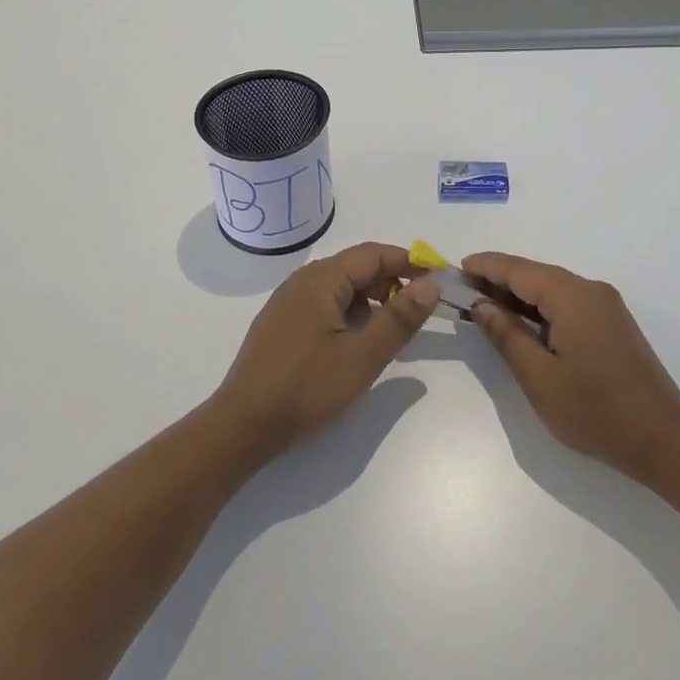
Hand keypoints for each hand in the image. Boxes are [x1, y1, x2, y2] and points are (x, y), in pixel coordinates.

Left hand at [211, 243, 439, 458]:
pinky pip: (323, 303)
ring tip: (390, 328)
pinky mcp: (281, 323)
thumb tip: (430, 285)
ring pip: (339, 286)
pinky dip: (348, 312)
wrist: (243, 425)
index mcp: (321, 280)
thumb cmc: (306, 388)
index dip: (408, 262)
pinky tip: (356, 341)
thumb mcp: (362, 356)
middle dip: (390, 281)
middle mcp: (302, 281)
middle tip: (417, 309)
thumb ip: (399, 319)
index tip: (436, 277)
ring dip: (370, 299)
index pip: (373, 254)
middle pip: (355, 266)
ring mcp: (287, 302)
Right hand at [463, 252, 679, 482]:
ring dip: (519, 294)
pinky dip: (539, 307)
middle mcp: (591, 291)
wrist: (664, 440)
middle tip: (463, 290)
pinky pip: (567, 303)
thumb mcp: (540, 378)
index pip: (520, 270)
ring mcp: (605, 307)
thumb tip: (482, 305)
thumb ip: (507, 336)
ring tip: (484, 305)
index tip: (455, 269)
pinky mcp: (612, 324)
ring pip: (552, 288)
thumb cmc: (596, 412)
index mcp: (573, 297)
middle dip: (499, 279)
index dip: (486, 267)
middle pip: (536, 274)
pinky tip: (521, 322)